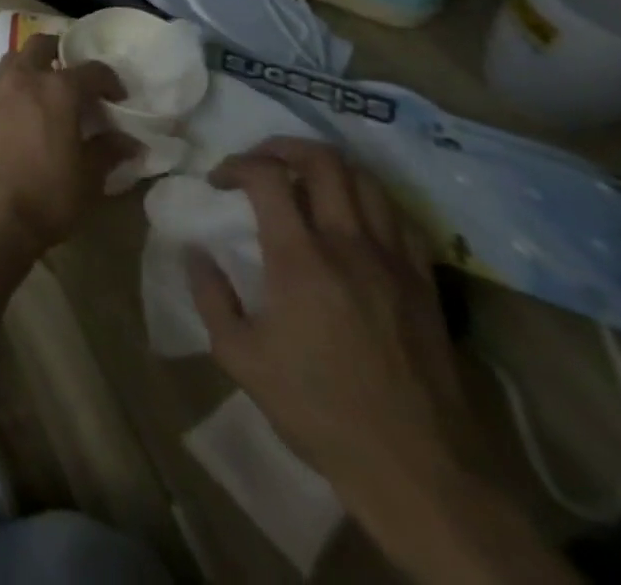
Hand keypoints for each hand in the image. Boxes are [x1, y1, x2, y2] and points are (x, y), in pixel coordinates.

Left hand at [0, 33, 136, 260]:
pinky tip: (17, 120)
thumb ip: (108, 152)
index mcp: (57, 90)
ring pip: (12, 62)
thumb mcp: (88, 179)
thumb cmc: (46, 196)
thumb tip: (129, 141)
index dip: (109, 80)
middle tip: (73, 77)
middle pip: (39, 45)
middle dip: (59, 52)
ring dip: (30, 68)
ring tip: (43, 95)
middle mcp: (22, 80)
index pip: (91, 70)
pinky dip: (9, 95)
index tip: (117, 98)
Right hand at [186, 139, 486, 517]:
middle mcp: (350, 246)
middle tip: (259, 164)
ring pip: (367, 181)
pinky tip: (352, 218)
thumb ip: (209, 294)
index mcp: (300, 259)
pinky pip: (401, 219)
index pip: (266, 175)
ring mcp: (395, 263)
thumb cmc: (317, 410)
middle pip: (324, 161)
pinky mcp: (426, 286)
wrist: (419, 472)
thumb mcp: (239, 356)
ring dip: (329, 169)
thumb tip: (194, 252)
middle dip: (282, 148)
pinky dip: (370, 201)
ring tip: (303, 181)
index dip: (235, 164)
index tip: (218, 182)